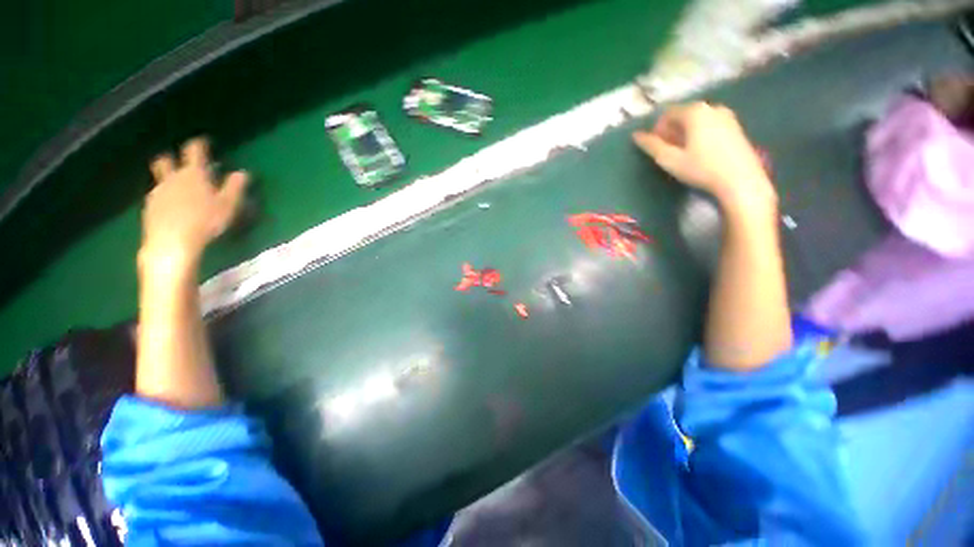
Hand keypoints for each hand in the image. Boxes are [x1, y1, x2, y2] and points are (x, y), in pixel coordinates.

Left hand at [139, 138, 248, 276]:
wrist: (172, 241)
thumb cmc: (206, 221)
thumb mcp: (228, 205)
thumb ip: (234, 187)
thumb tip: (243, 173)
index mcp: (193, 174)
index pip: (194, 151)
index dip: (198, 144)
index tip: (202, 141)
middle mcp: (172, 178)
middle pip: (165, 160)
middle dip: (171, 158)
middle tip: (178, 163)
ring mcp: (158, 192)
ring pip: (159, 179)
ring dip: (167, 180)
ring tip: (177, 190)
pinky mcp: (149, 207)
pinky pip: (156, 196)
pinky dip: (164, 198)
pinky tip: (171, 208)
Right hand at [633, 102, 774, 211]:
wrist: (740, 180)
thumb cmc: (701, 168)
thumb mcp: (669, 159)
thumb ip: (651, 145)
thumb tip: (636, 135)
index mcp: (694, 111)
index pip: (667, 114)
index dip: (657, 130)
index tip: (656, 149)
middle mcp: (712, 107)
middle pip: (683, 115)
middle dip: (671, 131)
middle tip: (667, 152)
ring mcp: (727, 116)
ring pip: (697, 121)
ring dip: (685, 134)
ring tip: (683, 154)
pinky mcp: (736, 127)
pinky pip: (710, 125)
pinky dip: (700, 135)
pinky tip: (700, 154)